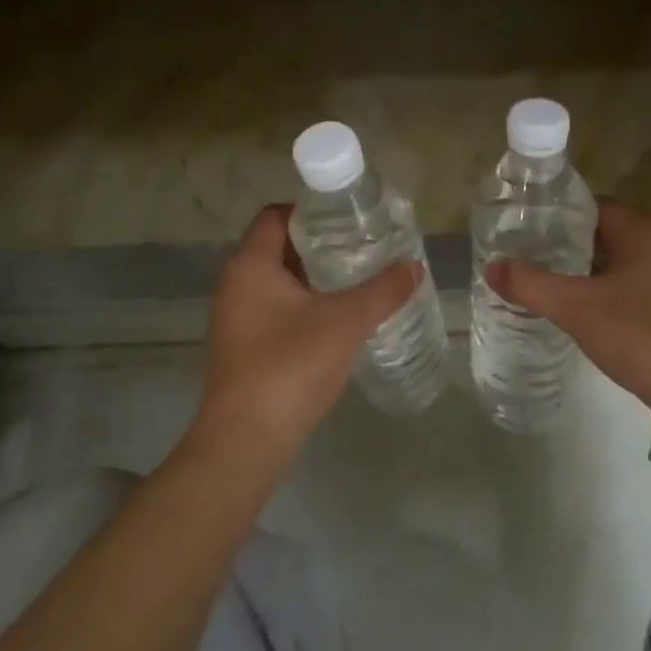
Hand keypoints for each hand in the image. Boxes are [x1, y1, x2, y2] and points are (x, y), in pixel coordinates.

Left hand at [193, 205, 422, 462]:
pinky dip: (303, 306)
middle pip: (278, 247)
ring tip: (356, 280)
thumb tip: (415, 267)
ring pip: (277, 281)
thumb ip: (383, 291)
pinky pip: (274, 309)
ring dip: (313, 278)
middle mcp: (235, 284)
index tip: (348, 219)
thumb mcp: (347, 322)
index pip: (276, 216)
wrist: (247, 440)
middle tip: (361, 247)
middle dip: (320, 246)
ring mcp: (235, 317)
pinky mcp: (242, 346)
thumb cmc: (291, 366)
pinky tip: (336, 321)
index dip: (312, 211)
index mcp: (250, 265)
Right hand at [486, 202, 650, 419]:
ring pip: (635, 260)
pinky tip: (605, 313)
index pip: (600, 208)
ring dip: (604, 269)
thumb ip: (530, 285)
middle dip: (580, 244)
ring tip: (567, 285)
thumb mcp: (574, 309)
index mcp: (650, 234)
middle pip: (617, 233)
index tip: (535, 229)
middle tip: (543, 258)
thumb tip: (491, 267)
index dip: (565, 216)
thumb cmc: (638, 338)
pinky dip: (626, 290)